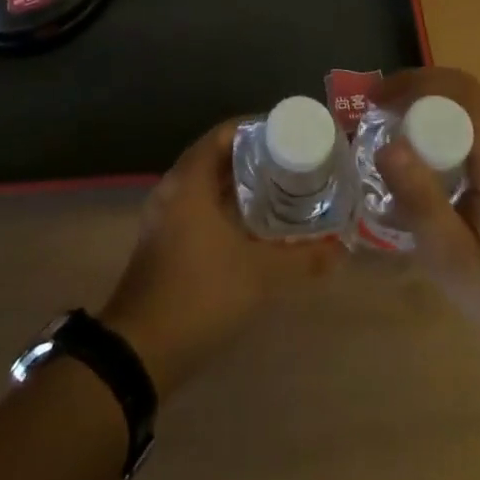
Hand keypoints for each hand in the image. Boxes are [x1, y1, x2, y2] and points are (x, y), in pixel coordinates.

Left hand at [101, 120, 342, 398]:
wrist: (140, 350)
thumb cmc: (200, 294)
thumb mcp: (260, 275)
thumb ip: (302, 259)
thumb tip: (340, 250)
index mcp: (190, 180)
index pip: (225, 133)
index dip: (258, 129)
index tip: (290, 136)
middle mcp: (174, 189)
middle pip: (217, 157)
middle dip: (254, 159)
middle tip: (293, 164)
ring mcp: (164, 216)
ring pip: (207, 185)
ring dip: (240, 186)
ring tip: (281, 191)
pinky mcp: (163, 241)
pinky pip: (198, 208)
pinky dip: (225, 208)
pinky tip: (254, 227)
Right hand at [372, 66, 479, 343]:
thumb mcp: (448, 254)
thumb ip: (419, 200)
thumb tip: (387, 146)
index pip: (464, 95)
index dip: (417, 85)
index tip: (376, 101)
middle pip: (466, 90)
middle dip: (417, 86)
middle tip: (376, 105)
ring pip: (470, 101)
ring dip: (428, 98)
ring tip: (388, 117)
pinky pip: (474, 121)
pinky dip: (441, 116)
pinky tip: (417, 141)